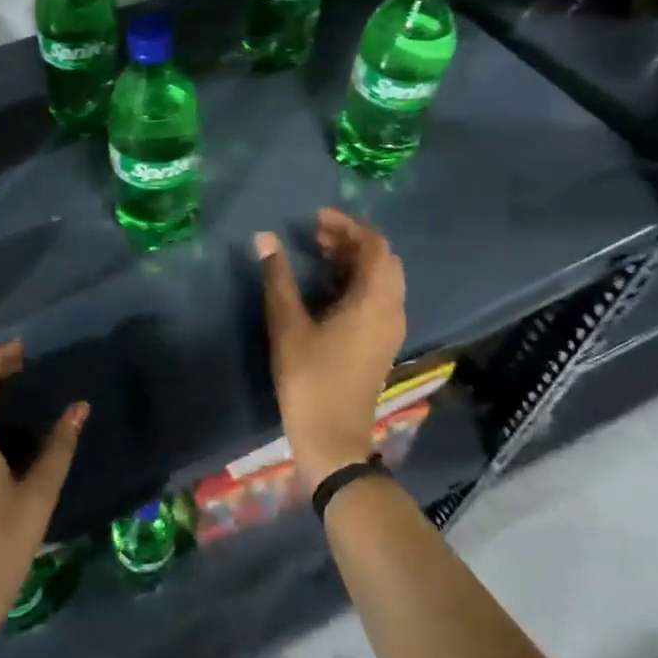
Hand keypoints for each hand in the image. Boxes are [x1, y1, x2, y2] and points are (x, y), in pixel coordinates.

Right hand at [255, 209, 406, 488]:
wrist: (332, 438)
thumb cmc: (309, 379)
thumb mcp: (288, 325)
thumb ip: (278, 278)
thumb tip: (265, 238)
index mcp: (374, 302)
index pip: (374, 246)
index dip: (347, 226)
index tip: (315, 219)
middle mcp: (391, 310)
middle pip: (382, 260)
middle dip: (352, 240)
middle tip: (316, 235)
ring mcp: (390, 328)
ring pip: (382, 279)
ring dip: (354, 260)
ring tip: (318, 254)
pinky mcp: (381, 342)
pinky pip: (378, 297)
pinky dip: (357, 281)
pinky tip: (327, 286)